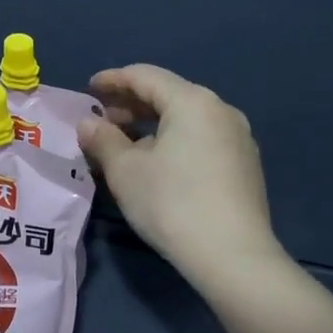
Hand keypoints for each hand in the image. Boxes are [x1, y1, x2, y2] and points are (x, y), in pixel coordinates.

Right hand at [78, 64, 282, 293]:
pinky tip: (157, 163)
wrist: (233, 256)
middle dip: (131, 103)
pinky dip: (174, 140)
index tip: (88, 89)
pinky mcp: (245, 164)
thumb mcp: (125, 171)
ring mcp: (238, 137)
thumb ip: (102, 140)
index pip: (145, 76)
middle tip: (102, 120)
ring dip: (152, 124)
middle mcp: (221, 110)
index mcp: (192, 101)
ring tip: (125, 144)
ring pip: (186, 118)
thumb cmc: (172, 203)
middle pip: (168, 94)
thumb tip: (88, 124)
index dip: (112, 79)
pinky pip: (201, 138)